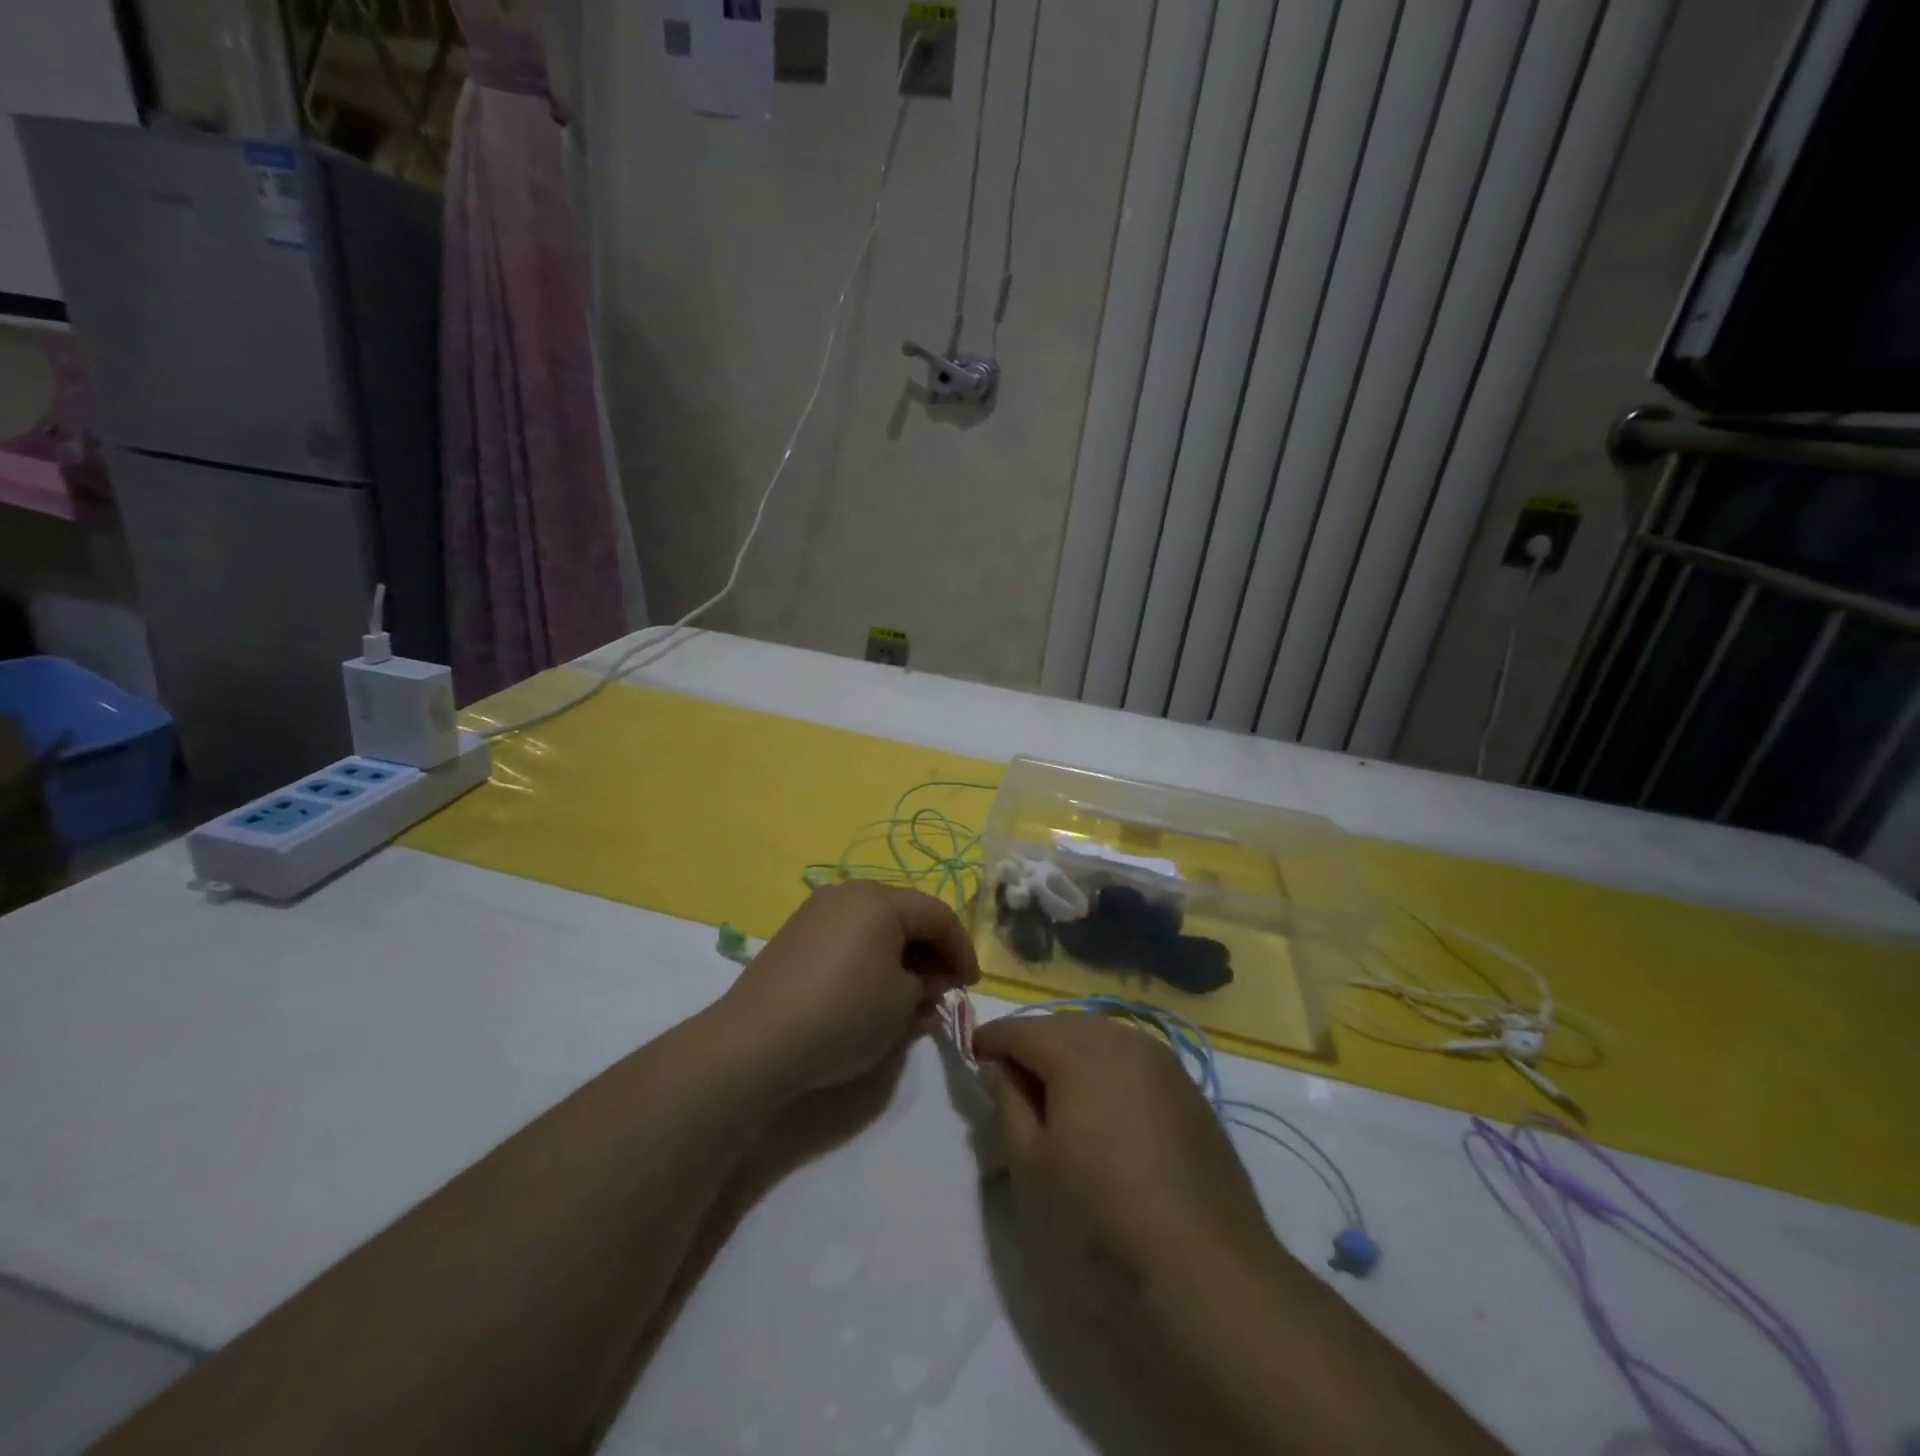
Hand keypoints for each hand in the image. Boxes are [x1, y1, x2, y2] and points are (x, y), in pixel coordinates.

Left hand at [720, 881, 979, 1097]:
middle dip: (930, 947)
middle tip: (943, 986)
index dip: (961, 948)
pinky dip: (869, 953)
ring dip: (900, 950)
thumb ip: (928, 984)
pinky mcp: (795, 932)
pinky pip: (847, 933)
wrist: (756, 1041)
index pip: (938, 914)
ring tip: (909, 989)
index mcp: (881, 900)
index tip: (970, 985)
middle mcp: (849, 892)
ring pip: (875, 922)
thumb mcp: (901, 1004)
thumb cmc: (843, 1015)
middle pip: (905, 911)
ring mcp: (817, 909)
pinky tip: (870, 986)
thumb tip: (932, 978)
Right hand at [973, 1013, 1276, 1296]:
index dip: (991, 1039)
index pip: (1021, 1030)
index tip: (973, 1054)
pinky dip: (1109, 1072)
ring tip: (1058, 1095)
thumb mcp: (1030, 1166)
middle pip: (1063, 1027)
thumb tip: (1005, 1069)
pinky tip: (1107, 1112)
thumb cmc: (1100, 1215)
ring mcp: (1163, 1061)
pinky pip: (1133, 1062)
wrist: (1206, 1267)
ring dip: (1073, 1055)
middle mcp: (1122, 1039)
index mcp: (1078, 1050)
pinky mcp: (1189, 1090)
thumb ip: (1007, 1103)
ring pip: (1102, 1039)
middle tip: (1013, 1079)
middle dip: (1034, 1044)